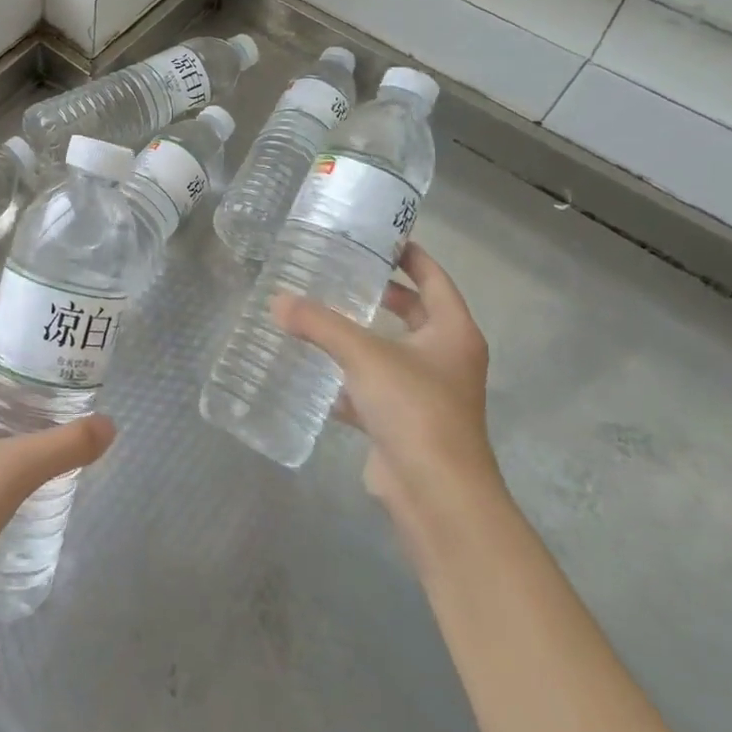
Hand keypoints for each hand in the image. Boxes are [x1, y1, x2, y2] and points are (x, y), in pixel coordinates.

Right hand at [272, 243, 498, 524]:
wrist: (436, 494)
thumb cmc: (414, 409)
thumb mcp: (364, 355)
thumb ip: (319, 324)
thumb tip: (277, 302)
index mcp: (453, 332)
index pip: (433, 278)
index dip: (409, 254)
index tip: (378, 236)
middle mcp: (446, 358)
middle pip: (415, 313)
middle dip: (382, 294)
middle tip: (342, 272)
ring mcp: (428, 393)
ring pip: (391, 352)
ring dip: (361, 337)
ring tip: (321, 315)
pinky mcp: (405, 423)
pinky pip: (374, 389)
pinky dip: (349, 380)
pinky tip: (315, 373)